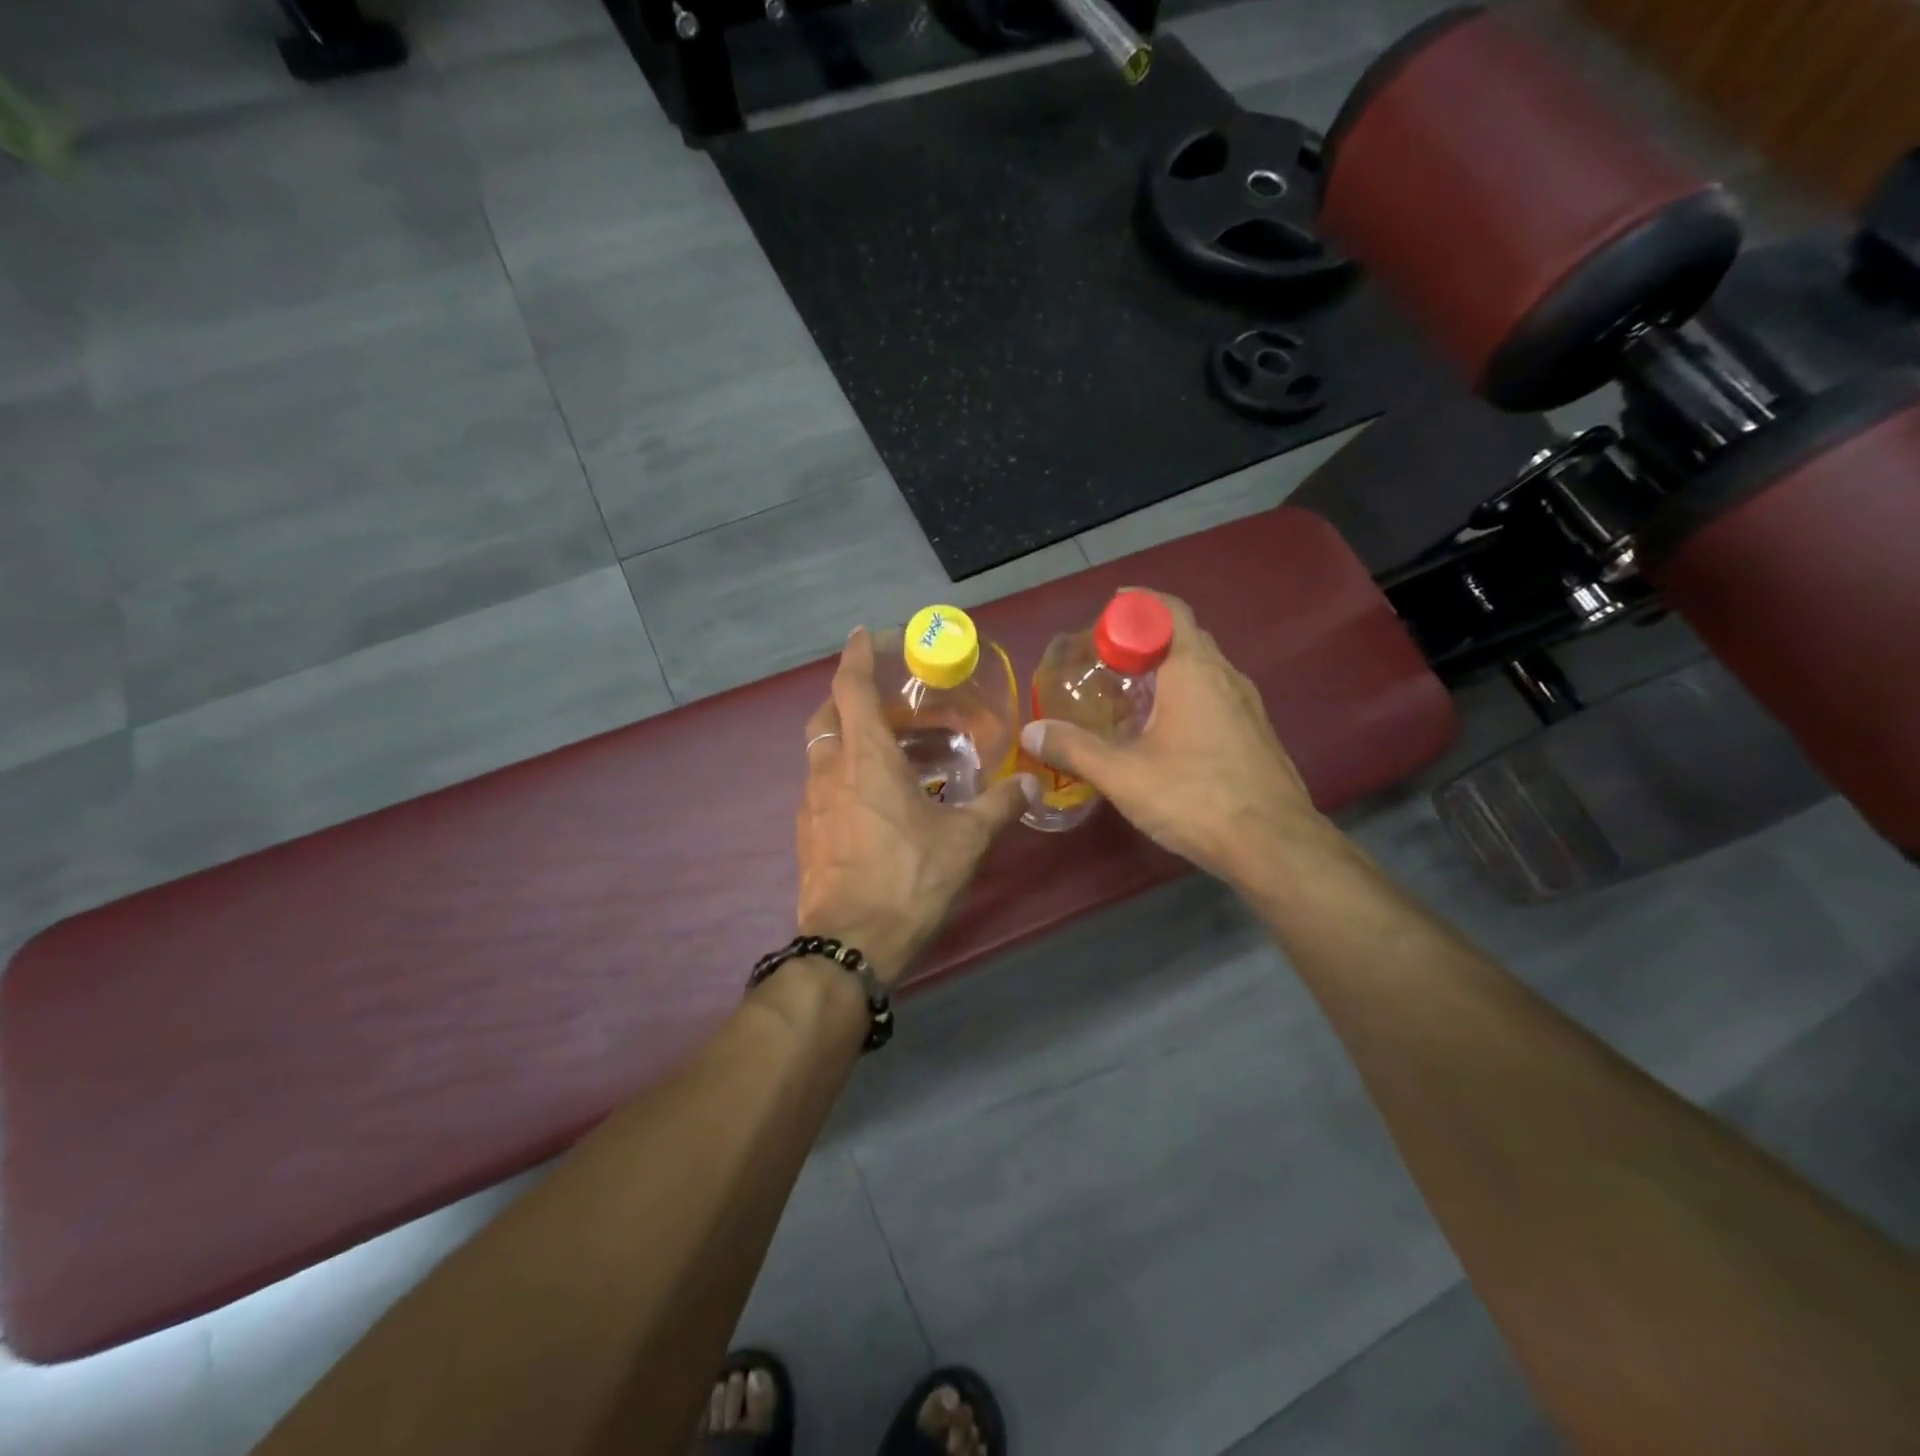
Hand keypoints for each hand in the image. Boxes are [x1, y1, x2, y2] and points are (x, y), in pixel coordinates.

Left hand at [796, 628, 1037, 984]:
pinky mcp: (806, 835)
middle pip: (826, 715)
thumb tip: (1030, 782)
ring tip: (883, 749)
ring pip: (820, 752)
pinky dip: (840, 775)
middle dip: (847, 696)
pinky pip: (820, 787)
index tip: (862, 635)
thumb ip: (999, 806)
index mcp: (865, 758)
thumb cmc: (908, 880)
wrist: (851, 945)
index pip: (851, 688)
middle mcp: (830, 771)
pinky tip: (869, 799)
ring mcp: (810, 805)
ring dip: (844, 738)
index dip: (855, 656)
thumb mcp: (965, 841)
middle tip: (882, 700)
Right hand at [1019, 591, 1325, 888]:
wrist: (1274, 846)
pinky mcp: (1255, 734)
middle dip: (1143, 639)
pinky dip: (1184, 697)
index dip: (1133, 605)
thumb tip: (1031, 732)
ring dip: (1164, 671)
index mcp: (1194, 670)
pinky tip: (1162, 733)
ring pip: (1201, 669)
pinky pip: (1214, 696)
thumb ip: (1074, 749)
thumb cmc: (1195, 798)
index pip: (1167, 611)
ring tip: (1126, 695)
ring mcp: (1247, 705)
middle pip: (1183, 637)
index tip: (1100, 620)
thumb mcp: (1123, 775)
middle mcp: (1225, 676)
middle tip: (1104, 660)